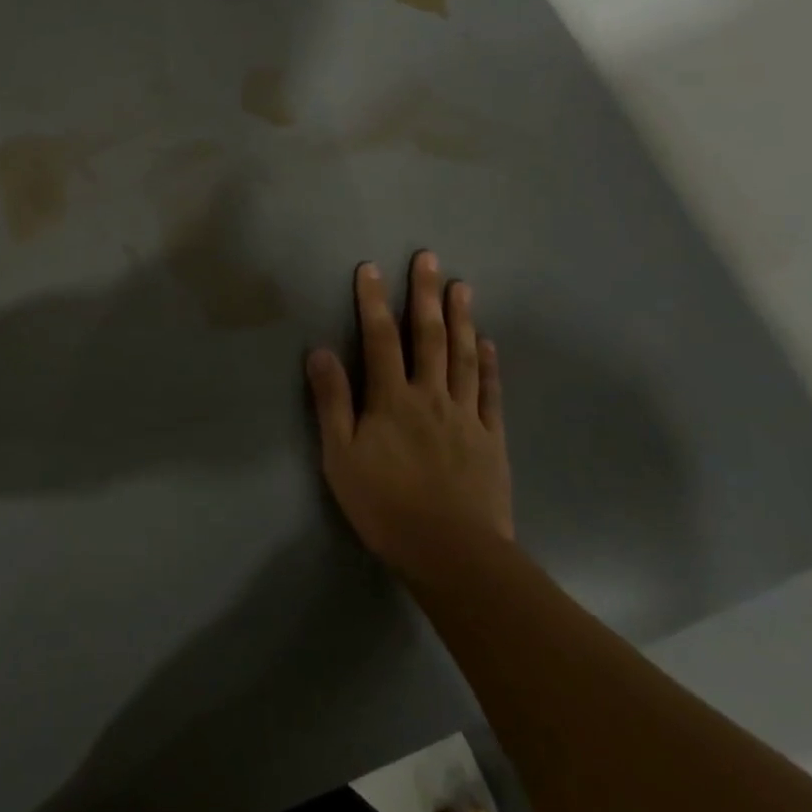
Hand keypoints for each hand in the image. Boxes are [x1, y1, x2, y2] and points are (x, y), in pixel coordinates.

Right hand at [306, 251, 512, 582]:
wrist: (453, 553)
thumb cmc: (385, 505)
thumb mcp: (340, 456)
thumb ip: (332, 402)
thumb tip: (320, 351)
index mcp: (392, 399)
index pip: (380, 339)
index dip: (373, 302)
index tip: (370, 268)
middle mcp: (431, 396)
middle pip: (429, 337)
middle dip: (425, 295)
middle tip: (429, 258)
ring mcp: (466, 415)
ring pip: (465, 356)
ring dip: (462, 318)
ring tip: (462, 286)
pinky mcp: (491, 438)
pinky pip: (491, 392)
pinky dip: (490, 364)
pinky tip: (489, 343)